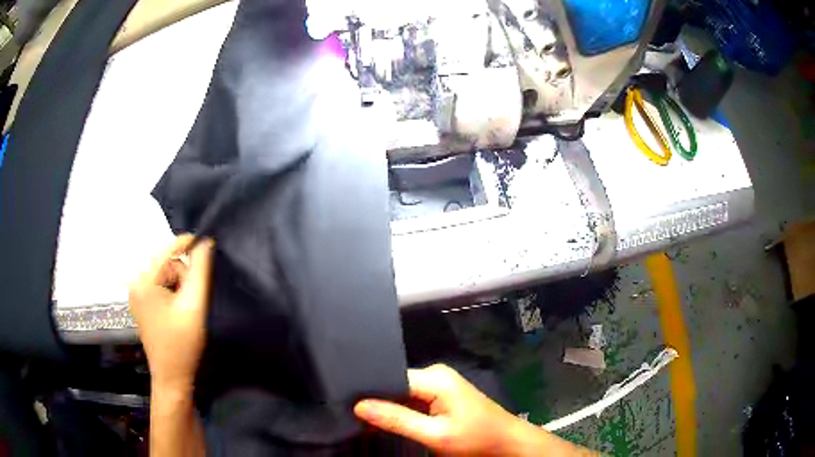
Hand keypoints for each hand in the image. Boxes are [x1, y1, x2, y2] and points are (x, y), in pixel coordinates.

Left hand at [129, 235, 214, 391]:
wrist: (172, 377)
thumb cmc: (182, 344)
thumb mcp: (194, 305)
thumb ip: (200, 272)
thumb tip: (205, 243)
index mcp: (143, 282)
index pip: (167, 250)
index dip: (188, 243)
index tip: (208, 242)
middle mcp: (136, 284)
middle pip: (165, 263)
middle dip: (183, 274)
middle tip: (194, 297)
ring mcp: (137, 294)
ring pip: (164, 275)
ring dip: (179, 284)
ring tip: (187, 307)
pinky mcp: (142, 304)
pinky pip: (160, 286)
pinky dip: (173, 292)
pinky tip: (179, 310)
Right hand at [354, 364, 529, 455]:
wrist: (506, 442)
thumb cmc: (475, 439)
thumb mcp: (435, 435)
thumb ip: (397, 420)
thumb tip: (359, 405)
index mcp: (434, 377)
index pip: (390, 377)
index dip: (369, 391)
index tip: (345, 403)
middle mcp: (435, 374)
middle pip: (394, 383)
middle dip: (375, 399)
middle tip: (350, 413)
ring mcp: (439, 383)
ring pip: (402, 391)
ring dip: (387, 406)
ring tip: (361, 417)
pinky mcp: (441, 394)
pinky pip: (413, 398)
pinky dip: (400, 410)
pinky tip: (385, 419)